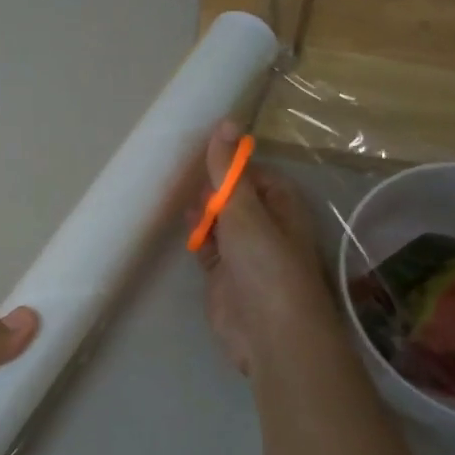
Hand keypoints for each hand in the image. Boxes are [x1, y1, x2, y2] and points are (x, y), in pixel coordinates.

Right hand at [192, 122, 338, 376]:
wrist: (269, 333)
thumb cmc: (265, 264)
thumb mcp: (244, 210)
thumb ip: (228, 170)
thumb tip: (225, 121)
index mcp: (282, 207)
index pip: (255, 175)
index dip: (230, 164)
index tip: (200, 152)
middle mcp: (265, 227)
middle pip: (235, 198)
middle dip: (211, 187)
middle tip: (179, 172)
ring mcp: (244, 254)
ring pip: (219, 222)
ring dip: (201, 211)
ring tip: (173, 193)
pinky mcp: (222, 276)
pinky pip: (207, 247)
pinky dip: (195, 236)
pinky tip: (182, 224)